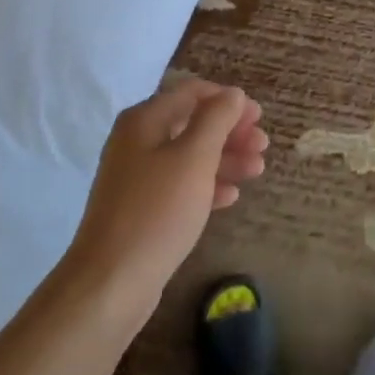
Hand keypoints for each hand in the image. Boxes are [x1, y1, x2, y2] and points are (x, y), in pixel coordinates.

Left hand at [66, 81, 266, 316]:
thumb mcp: (193, 158)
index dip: (227, 100)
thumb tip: (232, 93)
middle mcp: (137, 141)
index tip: (259, 116)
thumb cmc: (157, 211)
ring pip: (189, 156)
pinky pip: (180, 186)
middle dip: (230, 132)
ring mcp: (137, 176)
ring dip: (225, 159)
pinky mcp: (142, 208)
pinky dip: (207, 185)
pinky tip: (231, 197)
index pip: (191, 93)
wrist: (111, 281)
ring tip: (257, 170)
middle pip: (192, 123)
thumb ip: (216, 120)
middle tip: (263, 146)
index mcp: (144, 120)